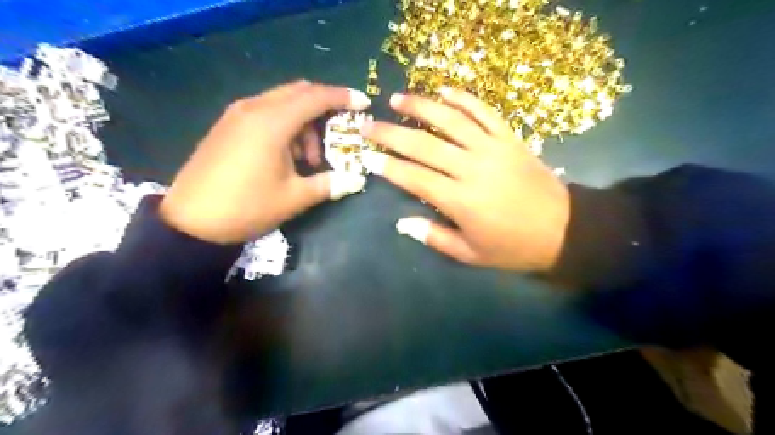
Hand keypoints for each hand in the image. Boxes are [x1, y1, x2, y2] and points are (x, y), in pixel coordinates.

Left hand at [159, 80, 370, 243]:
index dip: (343, 98)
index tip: (364, 104)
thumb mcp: (294, 198)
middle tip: (337, 136)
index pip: (316, 97)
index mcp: (272, 122)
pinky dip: (285, 125)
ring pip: (282, 102)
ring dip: (304, 122)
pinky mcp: (228, 125)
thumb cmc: (247, 207)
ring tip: (308, 158)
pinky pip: (266, 112)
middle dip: (324, 109)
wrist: (190, 221)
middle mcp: (254, 108)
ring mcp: (237, 114)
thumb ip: (329, 184)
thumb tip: (357, 179)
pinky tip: (286, 155)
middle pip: (299, 93)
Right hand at [361, 86, 571, 271]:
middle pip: (424, 144)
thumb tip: (402, 223)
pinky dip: (463, 98)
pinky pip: (484, 111)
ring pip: (451, 119)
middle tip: (369, 125)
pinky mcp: (510, 138)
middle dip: (392, 134)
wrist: (564, 229)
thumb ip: (434, 237)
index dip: (389, 166)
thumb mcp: (471, 254)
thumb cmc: (513, 247)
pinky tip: (443, 90)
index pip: (415, 177)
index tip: (367, 156)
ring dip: (421, 106)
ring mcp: (492, 148)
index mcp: (460, 200)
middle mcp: (472, 168)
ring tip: (397, 99)